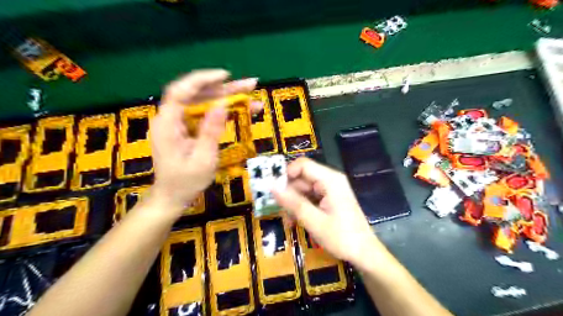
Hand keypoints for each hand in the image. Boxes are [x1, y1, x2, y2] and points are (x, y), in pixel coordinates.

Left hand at [151, 69, 262, 213]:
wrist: (173, 197)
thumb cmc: (185, 182)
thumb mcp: (203, 159)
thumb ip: (211, 131)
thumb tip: (223, 105)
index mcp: (168, 124)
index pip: (181, 91)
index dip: (202, 80)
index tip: (225, 76)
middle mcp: (172, 119)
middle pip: (198, 95)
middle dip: (225, 89)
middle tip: (251, 85)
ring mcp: (180, 123)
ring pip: (204, 103)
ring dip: (227, 98)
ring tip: (252, 96)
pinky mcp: (188, 129)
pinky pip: (206, 115)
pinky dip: (223, 111)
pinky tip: (241, 109)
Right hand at [273, 157, 382, 265]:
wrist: (364, 253)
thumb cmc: (342, 238)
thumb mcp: (314, 221)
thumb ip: (293, 202)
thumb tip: (272, 186)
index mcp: (330, 180)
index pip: (303, 165)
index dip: (286, 174)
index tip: (275, 191)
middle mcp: (330, 180)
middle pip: (302, 178)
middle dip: (289, 194)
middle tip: (281, 212)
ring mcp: (330, 189)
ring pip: (303, 189)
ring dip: (293, 203)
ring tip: (289, 222)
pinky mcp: (329, 199)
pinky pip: (310, 197)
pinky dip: (301, 207)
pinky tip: (296, 222)